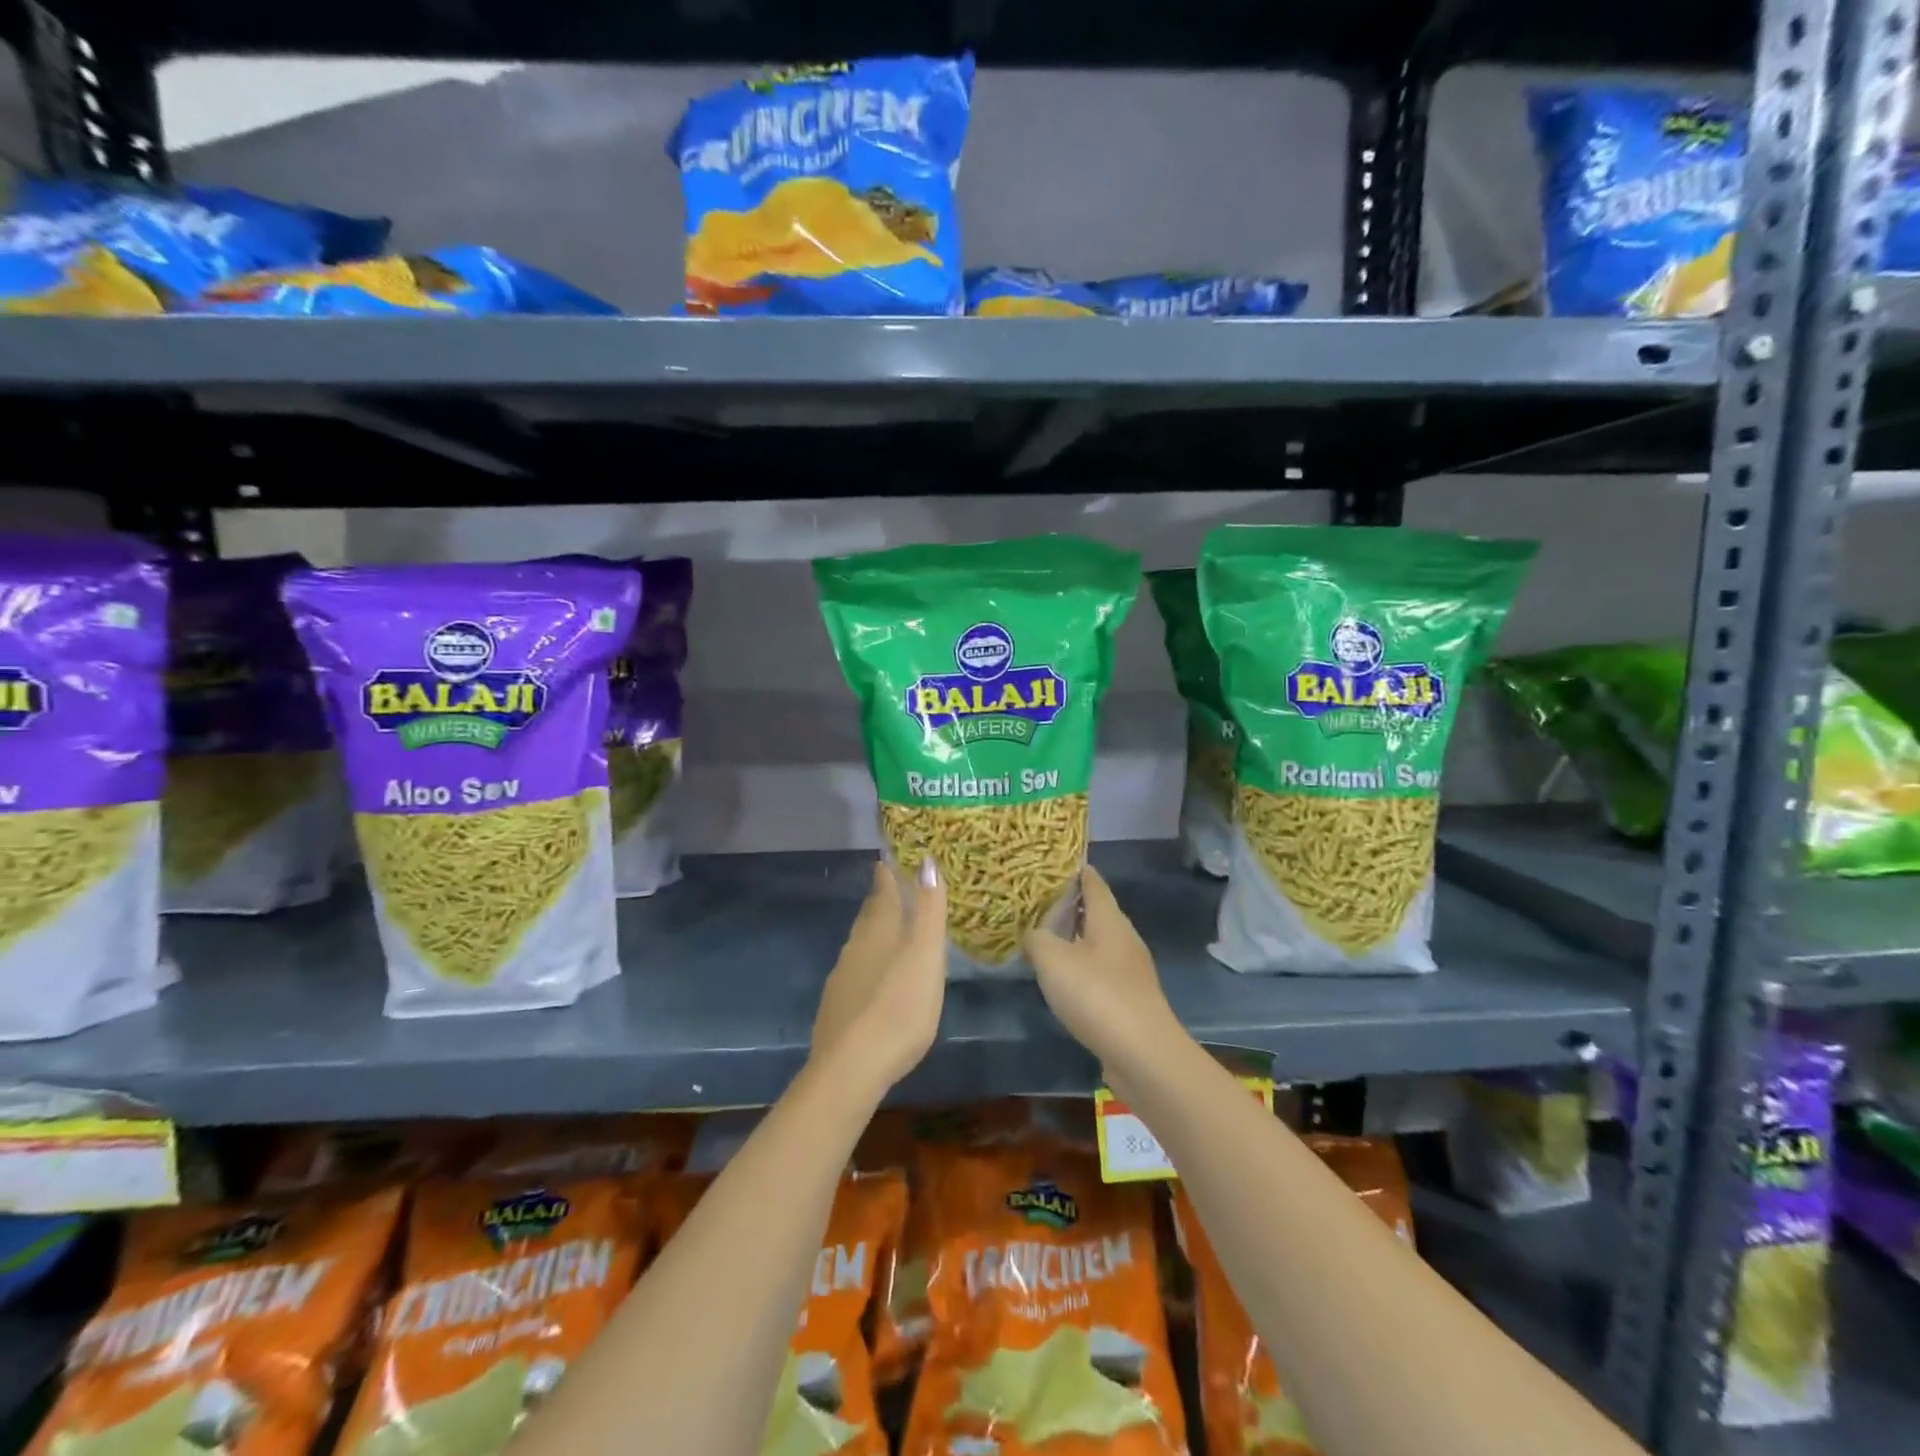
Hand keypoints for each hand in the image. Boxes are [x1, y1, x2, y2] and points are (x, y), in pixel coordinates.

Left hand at [811, 858, 947, 1096]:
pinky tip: (874, 980)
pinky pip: (854, 972)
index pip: (882, 892)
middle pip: (869, 916)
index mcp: (879, 931)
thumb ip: (928, 911)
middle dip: (880, 902)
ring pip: (860, 944)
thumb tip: (927, 860)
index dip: (887, 875)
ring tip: (889, 931)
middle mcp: (855, 947)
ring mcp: (842, 978)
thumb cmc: (899, 1008)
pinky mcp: (836, 1007)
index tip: (888, 860)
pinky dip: (867, 964)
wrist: (850, 1068)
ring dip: (874, 933)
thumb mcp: (925, 957)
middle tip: (891, 889)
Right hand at [1023, 866, 1182, 1070]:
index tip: (1052, 863)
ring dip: (1074, 939)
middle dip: (1070, 905)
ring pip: (1098, 943)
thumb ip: (1036, 939)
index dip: (1074, 870)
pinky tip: (1063, 980)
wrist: (1143, 1054)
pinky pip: (1101, 972)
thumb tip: (1032, 934)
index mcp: (1109, 920)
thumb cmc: (1097, 995)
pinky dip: (1081, 968)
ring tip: (1044, 938)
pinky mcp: (1130, 1000)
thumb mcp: (1053, 960)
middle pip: (1097, 912)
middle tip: (1036, 901)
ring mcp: (1130, 971)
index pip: (1093, 882)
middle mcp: (1124, 938)